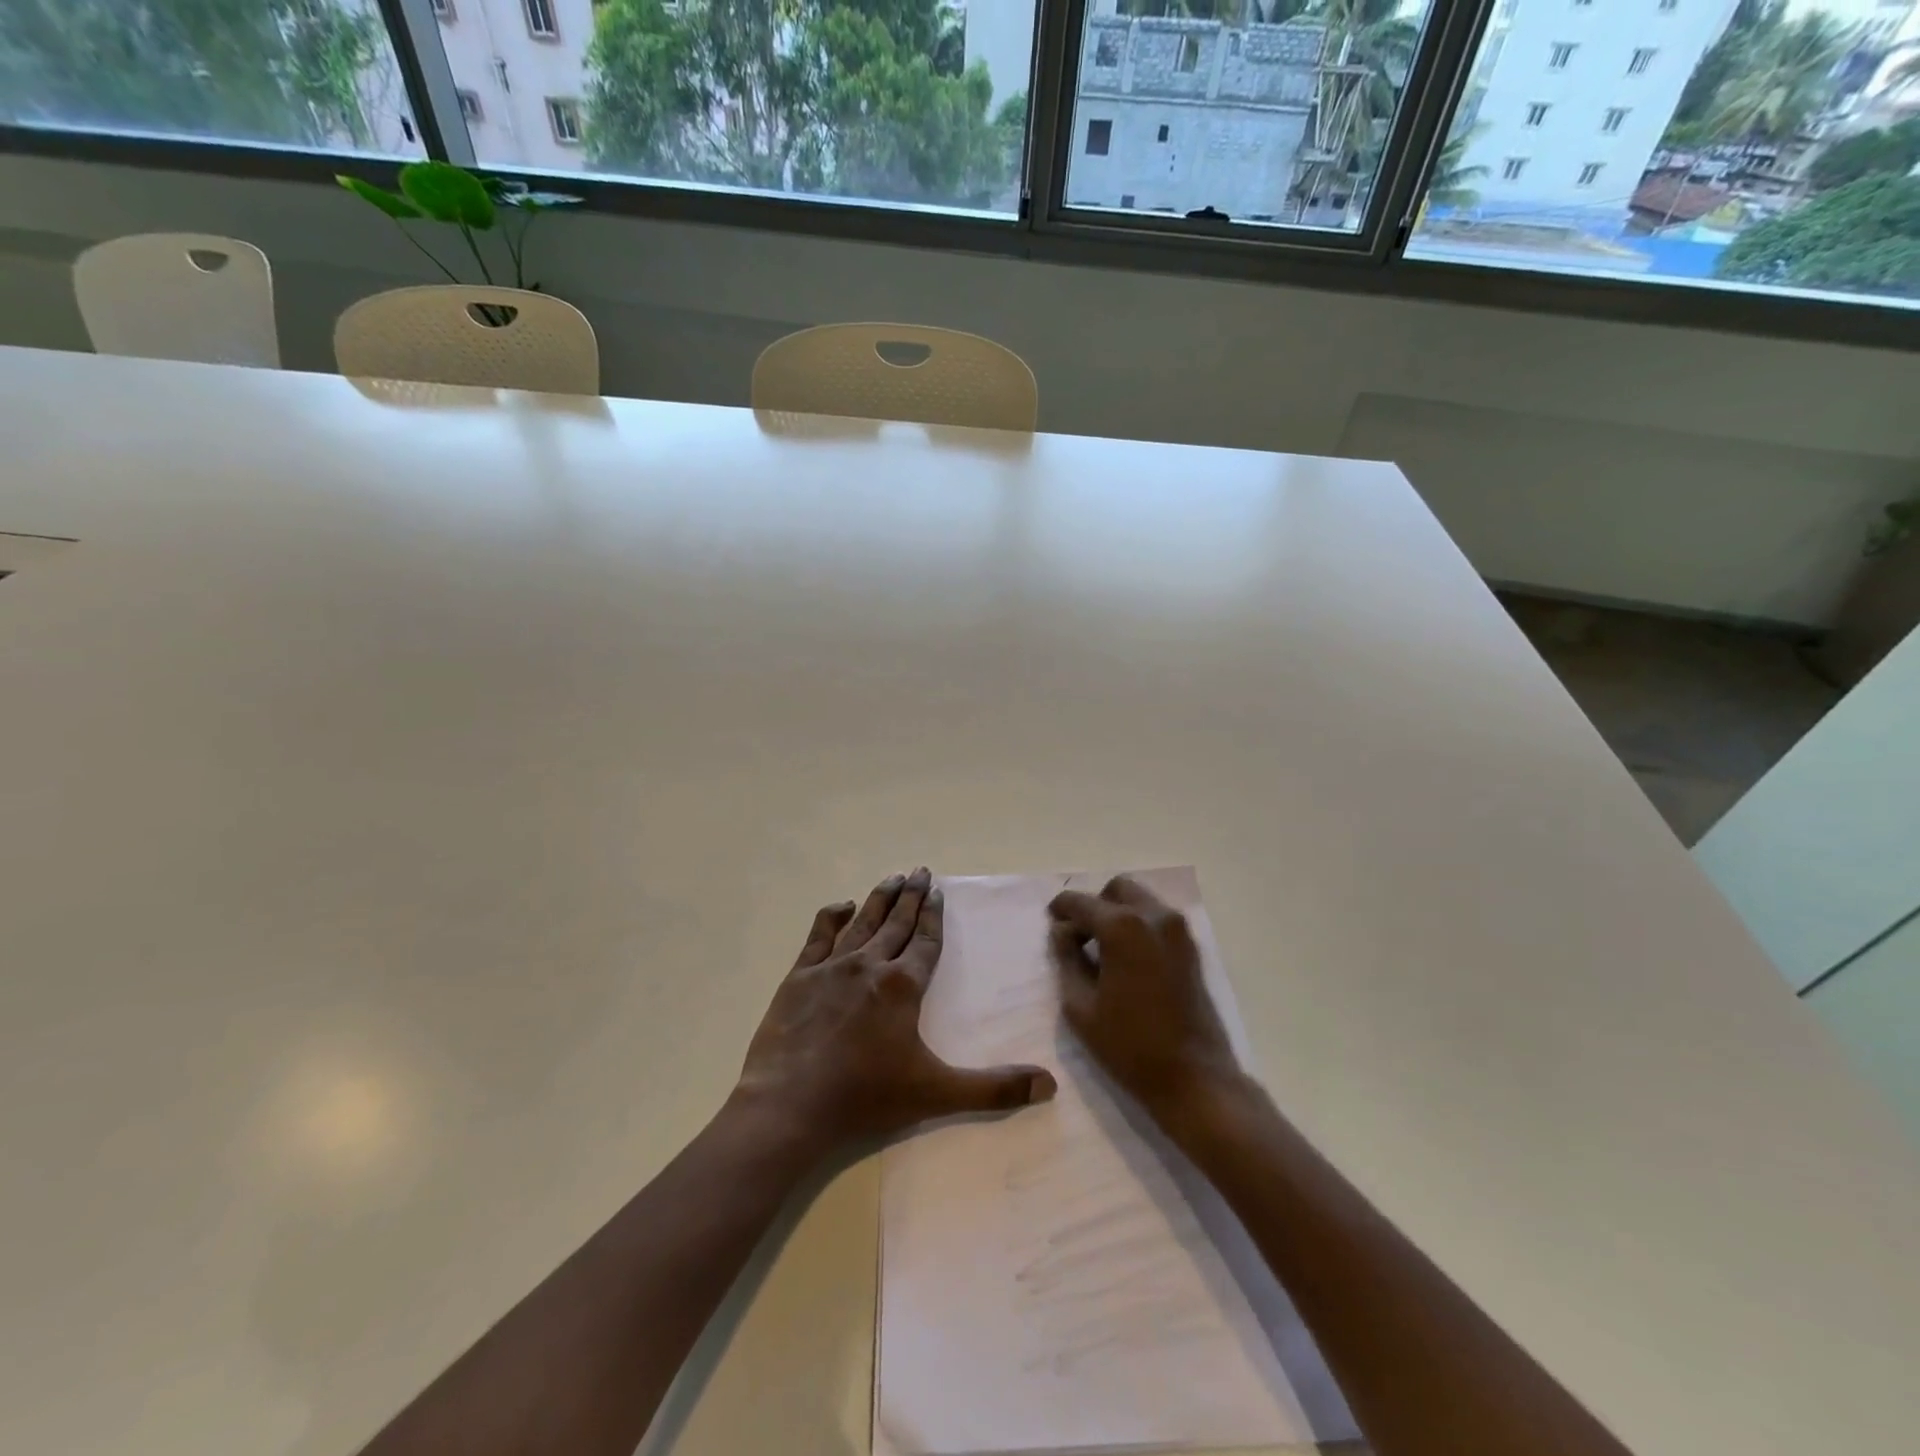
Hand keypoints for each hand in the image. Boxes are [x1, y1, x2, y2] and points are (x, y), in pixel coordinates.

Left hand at [736, 868, 1056, 1153]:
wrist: (790, 1105)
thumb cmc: (866, 1097)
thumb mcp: (936, 1093)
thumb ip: (993, 1088)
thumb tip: (1049, 1086)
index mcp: (903, 985)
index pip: (924, 940)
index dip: (933, 915)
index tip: (937, 890)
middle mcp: (870, 965)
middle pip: (896, 922)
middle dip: (911, 895)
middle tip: (920, 870)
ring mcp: (831, 968)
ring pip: (862, 922)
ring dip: (880, 899)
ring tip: (892, 878)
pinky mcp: (799, 977)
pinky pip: (818, 936)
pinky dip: (832, 916)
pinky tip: (841, 905)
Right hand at [1048, 875, 1242, 1121]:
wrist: (1195, 1078)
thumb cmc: (1129, 1045)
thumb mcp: (1080, 1006)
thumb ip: (1067, 959)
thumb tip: (1062, 931)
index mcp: (1122, 927)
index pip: (1081, 902)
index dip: (1061, 909)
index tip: (1051, 922)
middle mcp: (1153, 916)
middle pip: (1117, 889)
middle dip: (1094, 905)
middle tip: (1079, 936)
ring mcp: (1178, 930)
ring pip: (1140, 900)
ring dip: (1118, 912)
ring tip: (1102, 950)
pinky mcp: (1192, 948)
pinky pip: (1157, 919)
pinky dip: (1138, 925)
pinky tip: (1126, 959)